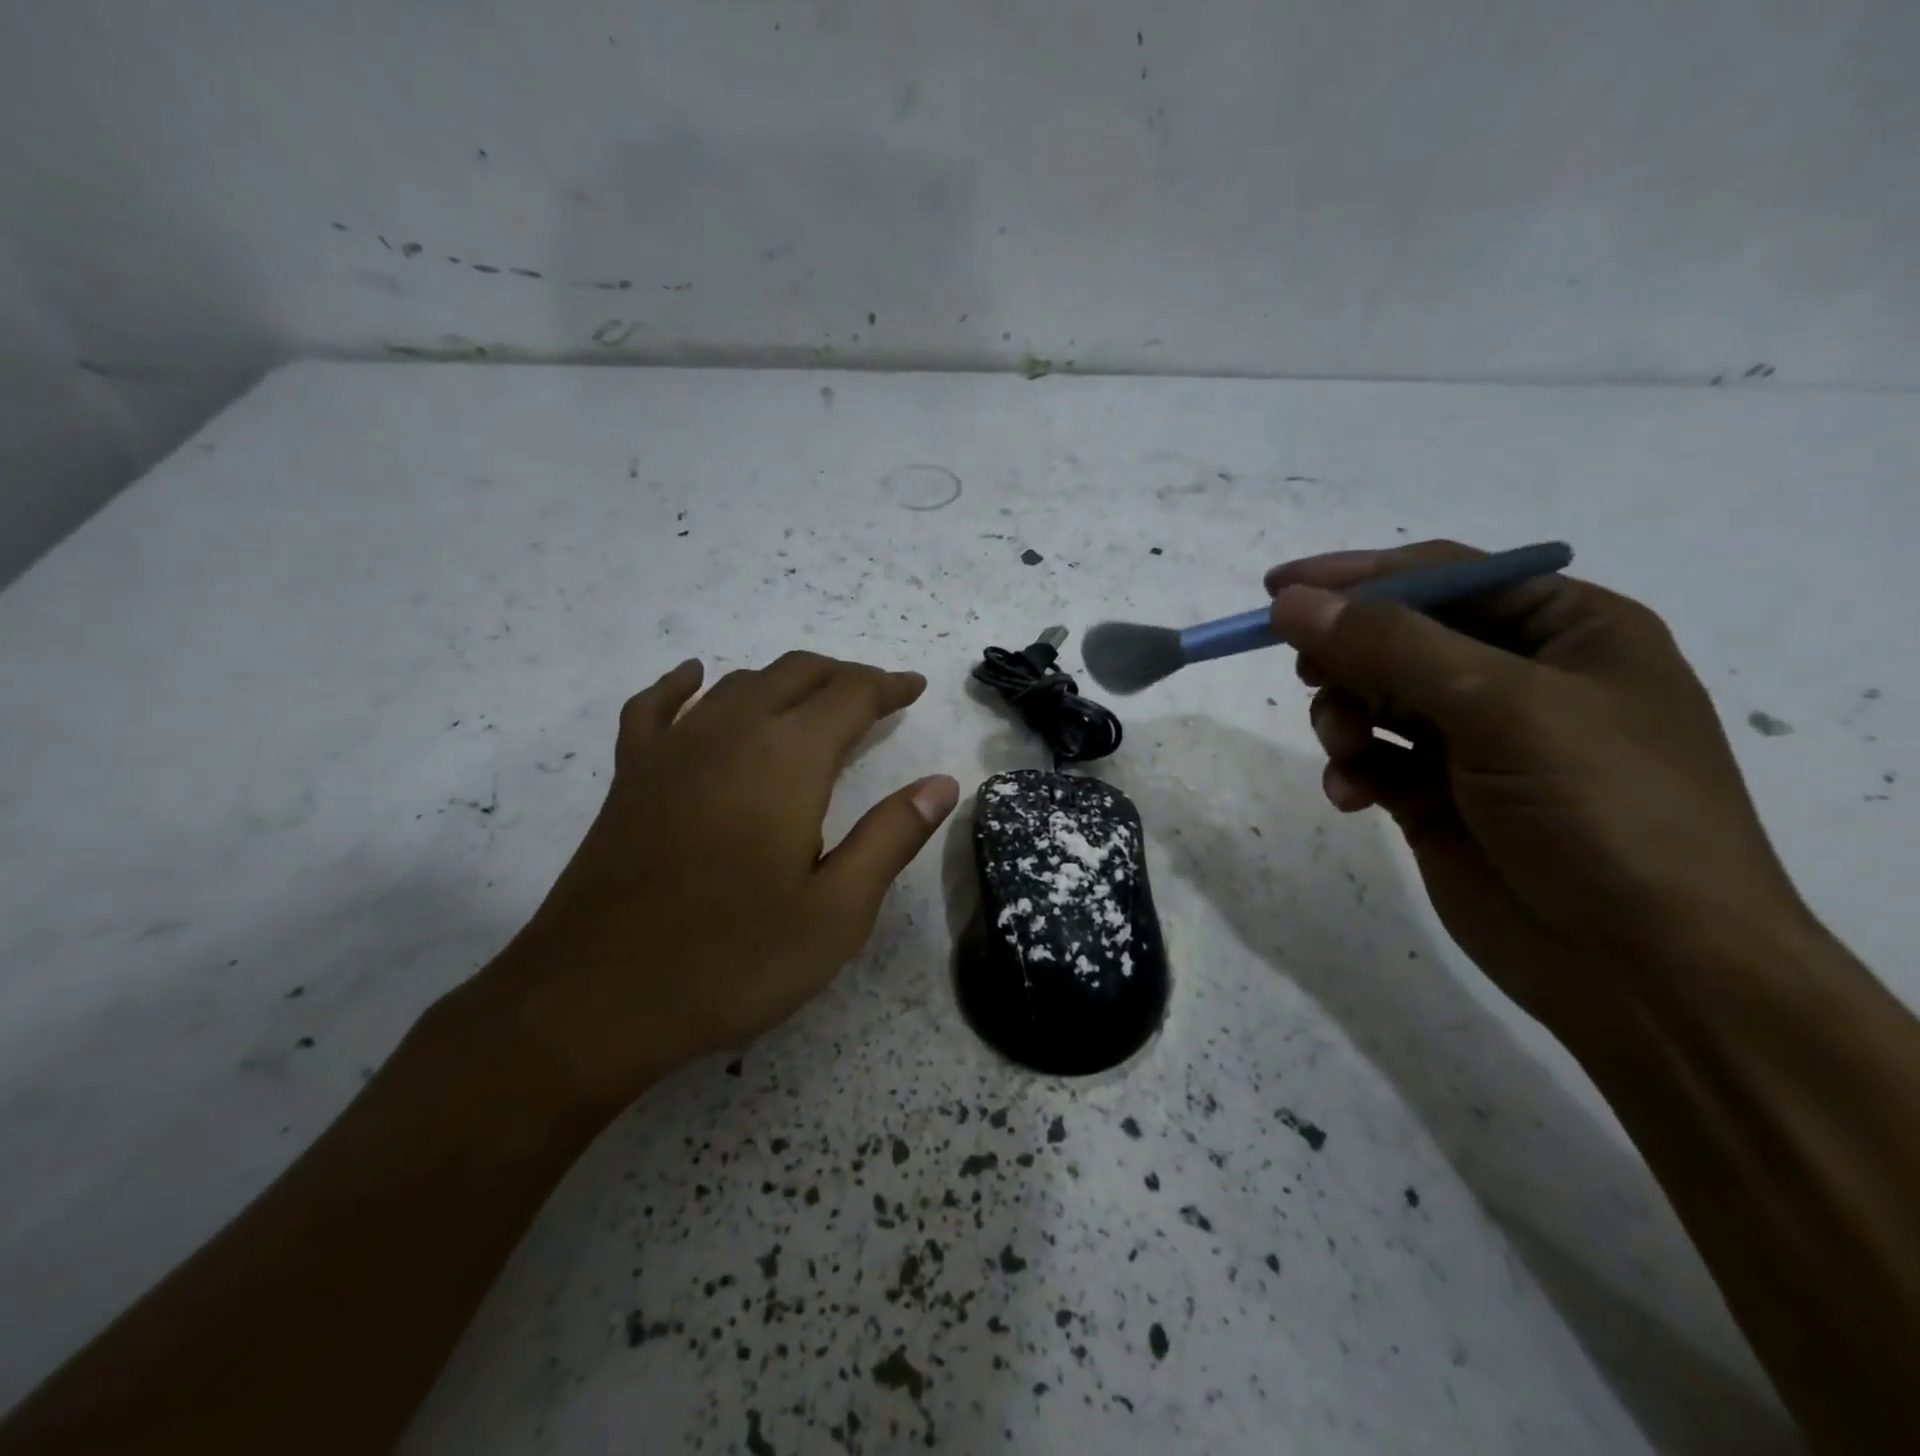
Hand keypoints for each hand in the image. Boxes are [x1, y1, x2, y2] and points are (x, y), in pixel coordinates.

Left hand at [488, 652, 958, 1109]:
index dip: (888, 686)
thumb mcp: (836, 912)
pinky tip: (695, 678)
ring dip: (784, 680)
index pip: (850, 696)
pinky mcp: (632, 775)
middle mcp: (731, 733)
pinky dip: (683, 685)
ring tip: (814, 699)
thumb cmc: (732, 959)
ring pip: (738, 684)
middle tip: (877, 695)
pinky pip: (657, 707)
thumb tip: (941, 784)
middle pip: (796, 674)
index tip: (914, 688)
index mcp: (788, 760)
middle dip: (843, 676)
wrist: (595, 1000)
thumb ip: (891, 837)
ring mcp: (673, 749)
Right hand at [1265, 541, 1812, 1035]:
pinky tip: (1352, 796)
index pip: (1445, 577)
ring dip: (1344, 716)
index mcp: (1567, 630)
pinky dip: (1351, 770)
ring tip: (1344, 747)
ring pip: (1375, 699)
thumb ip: (1390, 648)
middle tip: (1305, 671)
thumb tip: (1290, 603)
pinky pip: (1372, 761)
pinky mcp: (1436, 798)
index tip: (1278, 589)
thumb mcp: (1503, 708)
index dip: (1359, 577)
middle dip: (1348, 655)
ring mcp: (1474, 742)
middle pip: (1400, 637)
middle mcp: (1519, 678)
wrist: (1645, 970)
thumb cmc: (1602, 811)